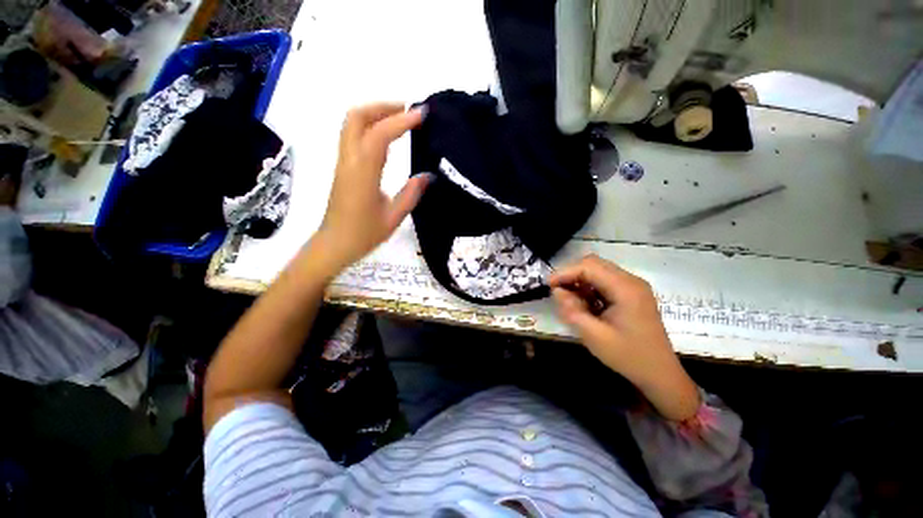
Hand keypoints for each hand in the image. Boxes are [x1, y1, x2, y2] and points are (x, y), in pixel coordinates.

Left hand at [316, 103, 430, 270]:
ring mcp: (343, 162)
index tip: (421, 114)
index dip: (401, 121)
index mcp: (363, 174)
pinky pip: (353, 137)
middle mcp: (349, 161)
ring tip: (400, 120)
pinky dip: (370, 127)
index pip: (379, 135)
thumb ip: (411, 194)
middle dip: (383, 107)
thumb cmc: (364, 235)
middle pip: (357, 117)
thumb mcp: (393, 217)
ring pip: (352, 124)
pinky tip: (387, 137)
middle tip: (408, 111)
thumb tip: (428, 175)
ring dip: (375, 114)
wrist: (334, 245)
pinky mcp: (343, 167)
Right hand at [550, 254, 699, 419]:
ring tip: (571, 301)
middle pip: (593, 264)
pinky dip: (589, 288)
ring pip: (598, 271)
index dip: (565, 272)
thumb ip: (572, 310)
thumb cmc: (628, 356)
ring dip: (580, 281)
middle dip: (571, 275)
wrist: (660, 374)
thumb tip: (557, 291)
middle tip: (558, 292)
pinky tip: (585, 304)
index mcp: (626, 289)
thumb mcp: (594, 336)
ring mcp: (633, 286)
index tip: (549, 285)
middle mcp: (631, 281)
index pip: (589, 267)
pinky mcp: (631, 293)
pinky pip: (604, 281)